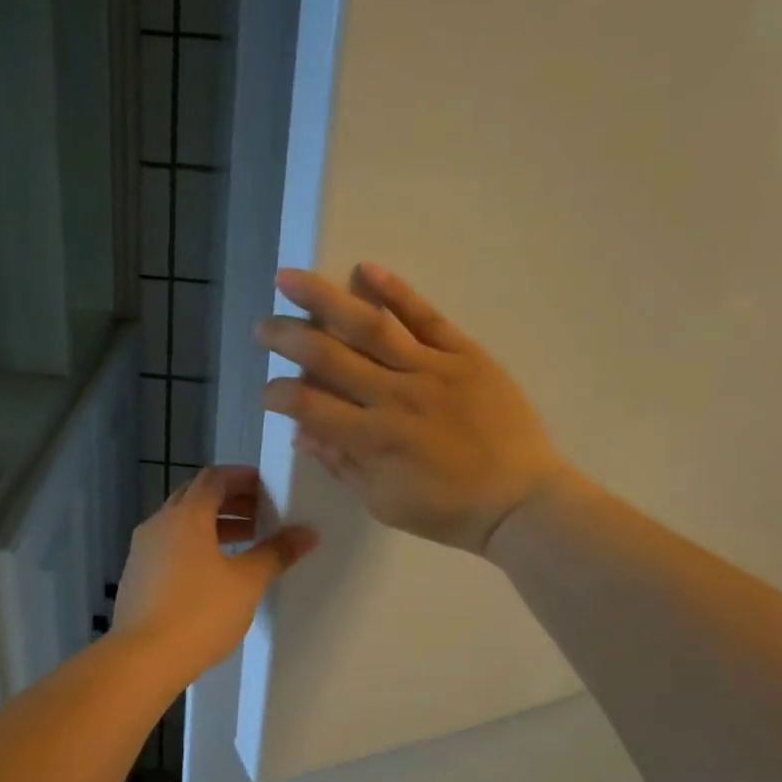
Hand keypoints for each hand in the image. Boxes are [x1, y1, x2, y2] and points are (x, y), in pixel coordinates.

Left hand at [110, 465, 316, 679]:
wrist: (142, 658)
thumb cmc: (199, 613)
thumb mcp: (247, 582)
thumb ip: (276, 553)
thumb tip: (307, 533)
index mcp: (186, 515)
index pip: (213, 478)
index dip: (241, 478)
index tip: (267, 488)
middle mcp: (159, 524)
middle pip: (195, 497)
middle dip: (230, 501)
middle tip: (261, 514)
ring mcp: (142, 550)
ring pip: (181, 524)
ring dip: (213, 525)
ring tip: (246, 543)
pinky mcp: (136, 576)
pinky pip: (169, 546)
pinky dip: (194, 546)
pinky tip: (214, 572)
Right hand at [257, 264, 566, 553]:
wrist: (520, 501)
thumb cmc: (448, 510)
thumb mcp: (384, 502)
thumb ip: (341, 464)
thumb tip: (301, 433)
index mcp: (371, 438)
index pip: (308, 405)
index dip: (279, 395)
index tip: (268, 391)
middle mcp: (393, 396)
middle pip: (328, 357)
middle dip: (287, 338)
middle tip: (262, 326)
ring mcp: (430, 369)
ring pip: (369, 327)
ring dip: (324, 300)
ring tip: (290, 279)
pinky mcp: (464, 354)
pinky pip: (426, 317)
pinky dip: (396, 292)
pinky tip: (366, 270)